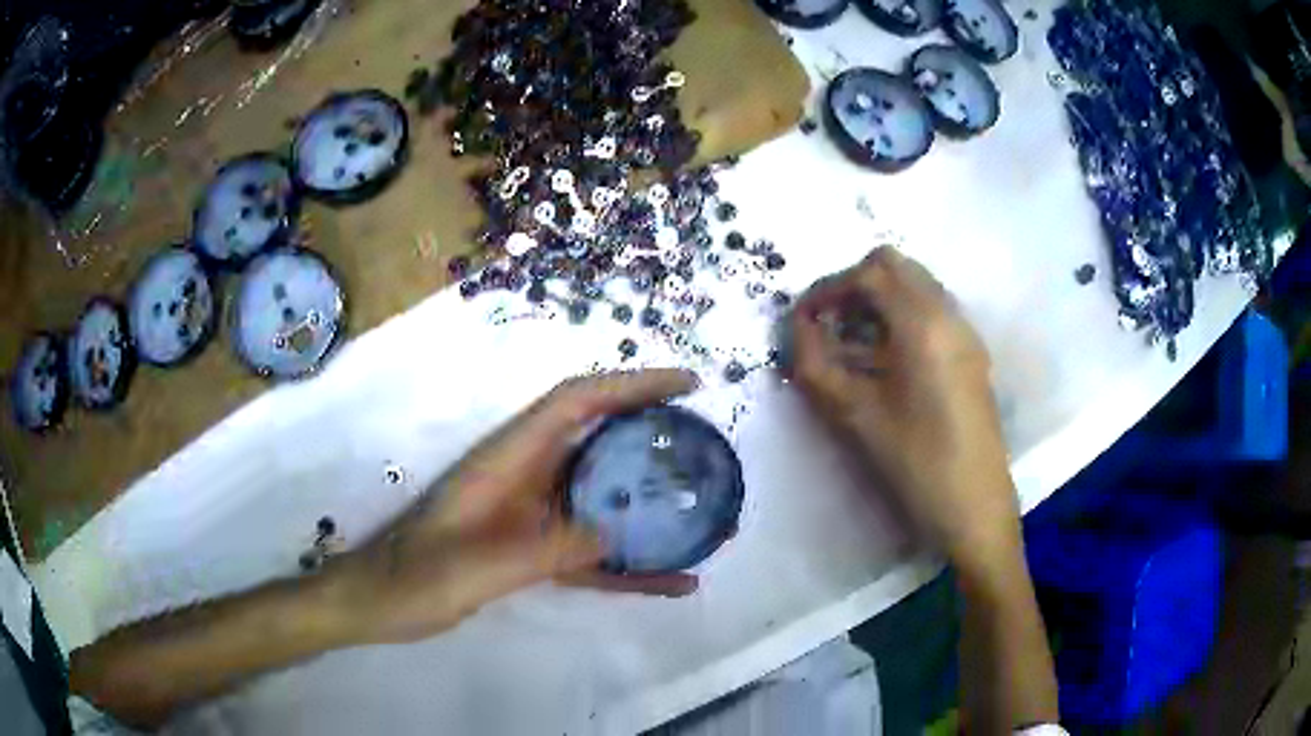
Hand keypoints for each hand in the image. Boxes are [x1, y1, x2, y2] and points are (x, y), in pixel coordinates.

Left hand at [326, 370, 700, 645]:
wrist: (378, 604)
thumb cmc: (412, 579)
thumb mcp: (474, 567)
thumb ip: (542, 549)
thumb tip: (613, 534)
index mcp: (506, 460)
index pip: (575, 402)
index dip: (631, 384)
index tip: (684, 384)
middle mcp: (525, 477)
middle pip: (598, 439)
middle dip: (652, 430)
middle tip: (706, 442)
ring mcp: (531, 516)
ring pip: (602, 494)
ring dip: (649, 498)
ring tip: (704, 510)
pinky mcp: (533, 551)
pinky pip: (592, 551)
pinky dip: (631, 564)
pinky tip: (671, 583)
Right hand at [786, 247, 1019, 566]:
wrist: (976, 509)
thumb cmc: (918, 465)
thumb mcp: (857, 417)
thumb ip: (817, 366)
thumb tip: (795, 331)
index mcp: (924, 325)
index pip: (868, 274)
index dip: (827, 289)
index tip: (801, 321)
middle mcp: (949, 315)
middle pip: (895, 266)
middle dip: (853, 285)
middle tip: (827, 325)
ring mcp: (965, 333)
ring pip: (915, 285)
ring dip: (877, 300)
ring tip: (850, 344)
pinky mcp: (971, 353)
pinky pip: (931, 311)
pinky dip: (899, 317)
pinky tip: (883, 361)